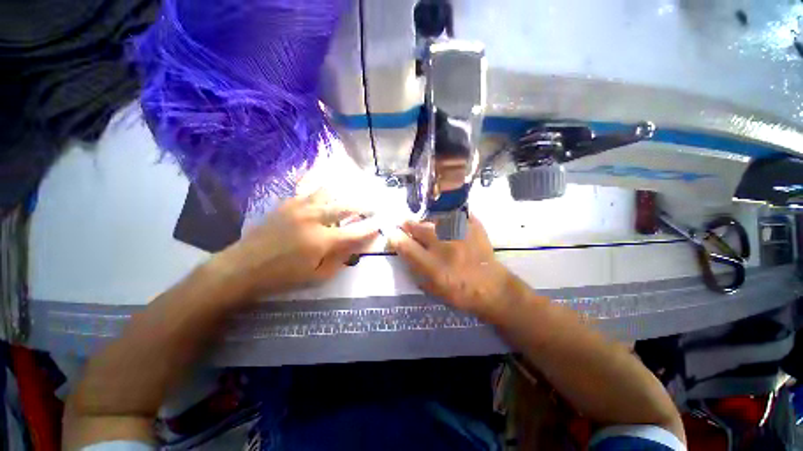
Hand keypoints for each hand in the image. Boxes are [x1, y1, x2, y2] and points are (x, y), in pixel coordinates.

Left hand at [213, 190, 378, 298]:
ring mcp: (299, 207)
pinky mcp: (288, 202)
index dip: (371, 227)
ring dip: (345, 193)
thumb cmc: (283, 276)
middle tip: (373, 205)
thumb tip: (359, 245)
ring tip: (353, 194)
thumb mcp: (317, 277)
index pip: (355, 232)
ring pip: (330, 192)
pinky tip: (328, 184)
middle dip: (364, 206)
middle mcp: (314, 218)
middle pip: (346, 206)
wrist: (243, 266)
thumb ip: (341, 259)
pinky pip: (309, 188)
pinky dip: (322, 186)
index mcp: (322, 240)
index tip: (381, 223)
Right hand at [387, 215, 512, 318]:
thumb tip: (404, 250)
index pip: (405, 245)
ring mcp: (461, 234)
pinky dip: (448, 218)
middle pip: (418, 227)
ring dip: (426, 221)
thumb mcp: (432, 288)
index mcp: (432, 266)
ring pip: (434, 218)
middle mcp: (444, 247)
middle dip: (408, 224)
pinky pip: (455, 215)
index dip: (395, 237)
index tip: (393, 234)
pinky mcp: (474, 227)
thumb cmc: (460, 293)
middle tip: (405, 224)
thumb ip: (415, 269)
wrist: (492, 288)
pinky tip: (447, 223)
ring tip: (427, 225)